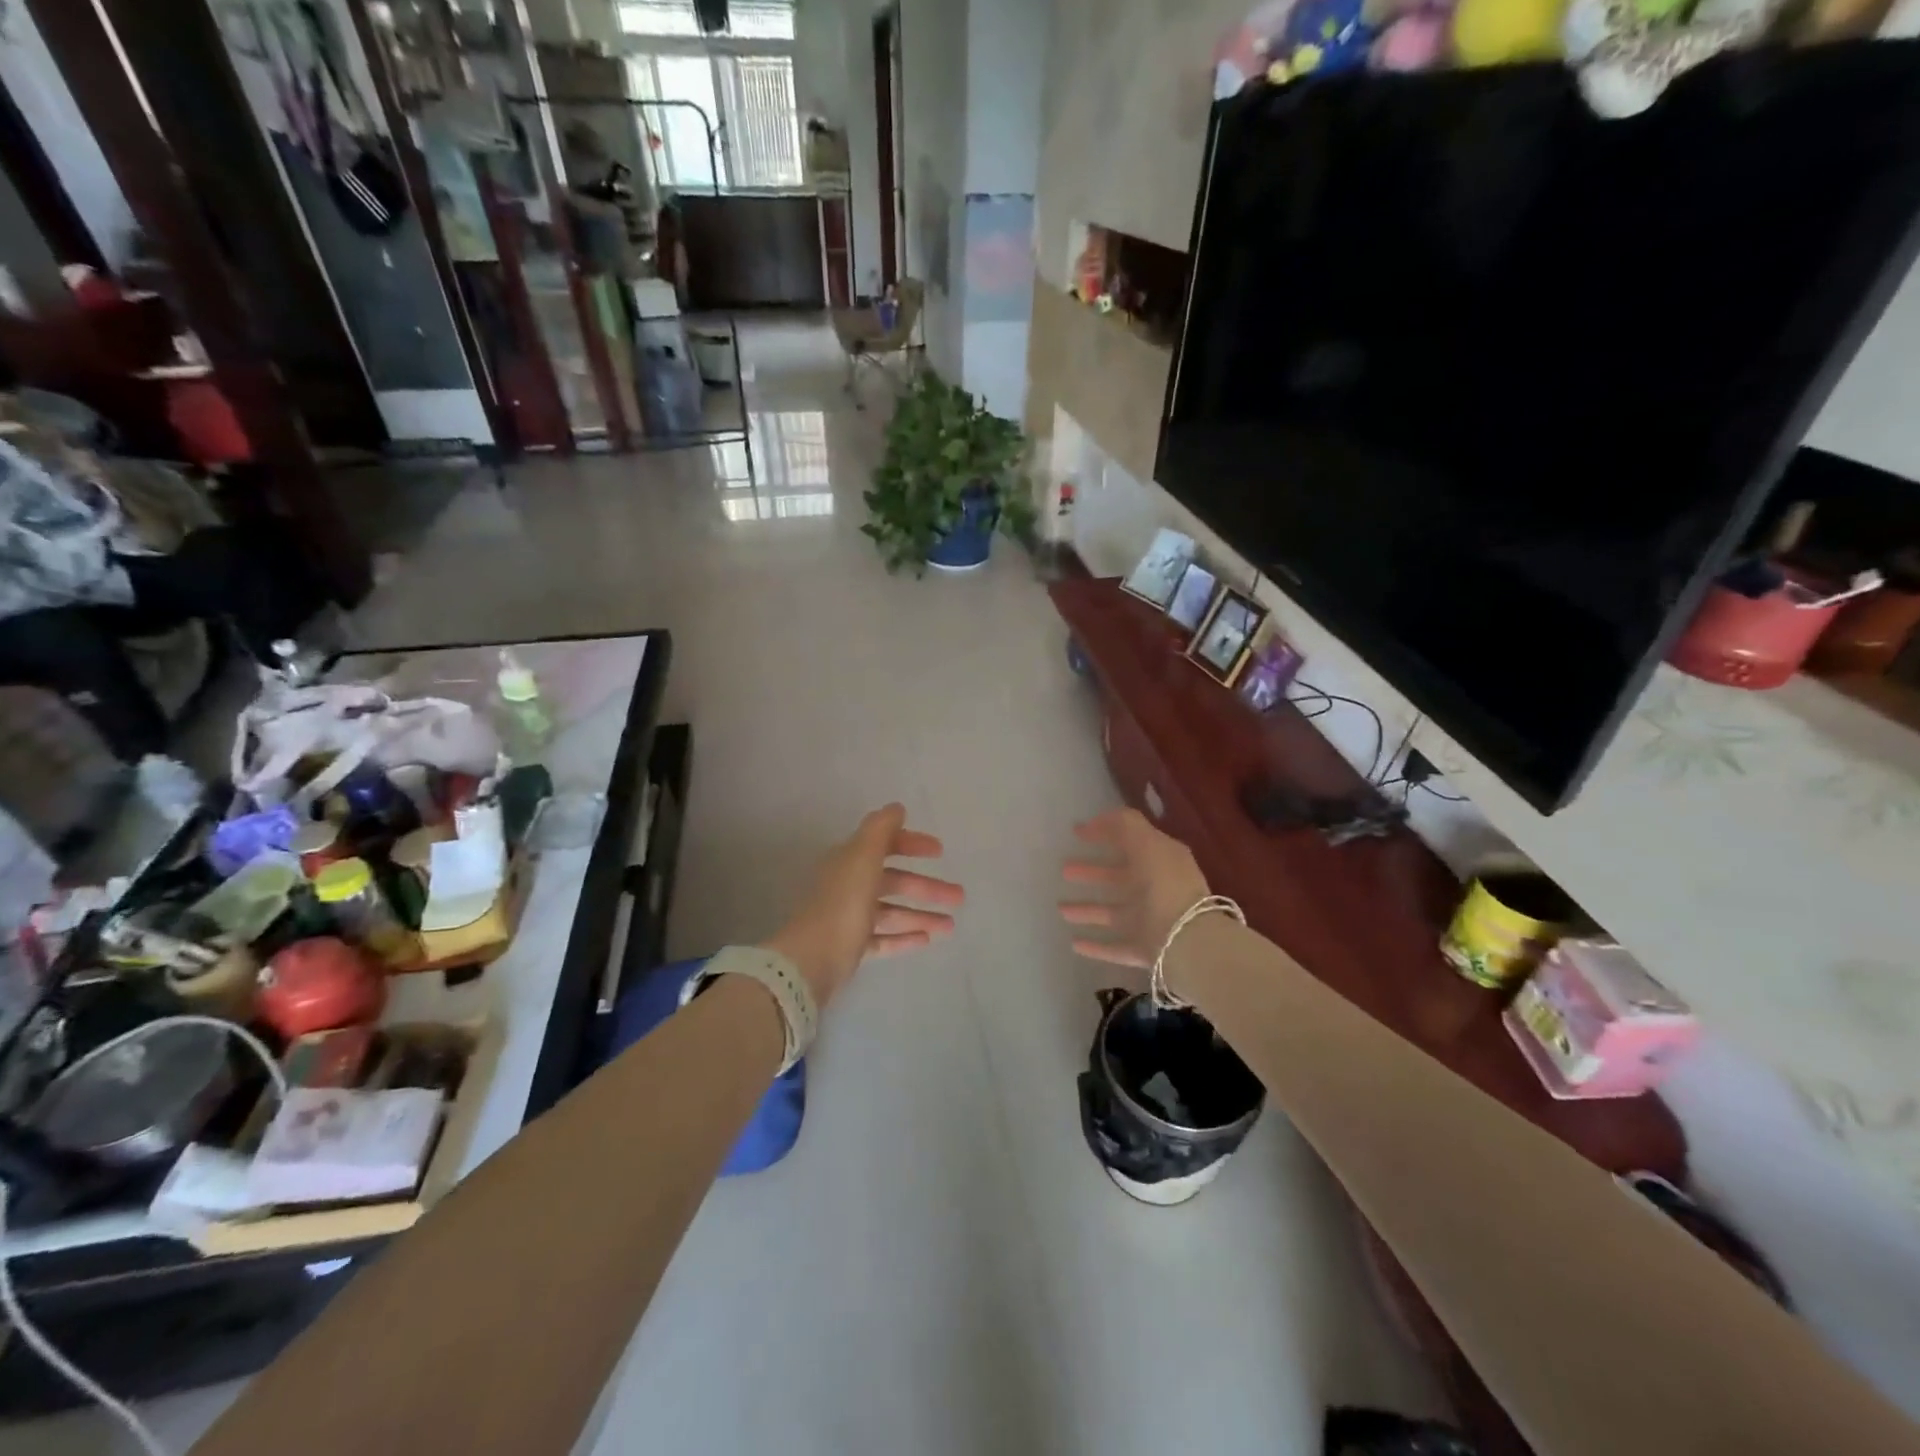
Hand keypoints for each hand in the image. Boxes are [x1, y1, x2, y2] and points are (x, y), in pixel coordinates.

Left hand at [762, 804, 962, 1007]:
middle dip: (927, 887)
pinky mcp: (851, 948)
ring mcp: (849, 918)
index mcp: (850, 861)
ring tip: (950, 926)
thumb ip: (881, 829)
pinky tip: (927, 940)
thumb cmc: (842, 903)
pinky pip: (883, 939)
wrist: (812, 959)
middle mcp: (849, 886)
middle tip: (959, 896)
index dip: (912, 844)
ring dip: (921, 915)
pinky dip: (904, 937)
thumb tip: (896, 807)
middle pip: (894, 882)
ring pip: (892, 912)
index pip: (884, 845)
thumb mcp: (863, 857)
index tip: (940, 851)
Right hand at [1059, 808, 1209, 966]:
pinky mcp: (1144, 951)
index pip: (1131, 841)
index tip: (1075, 832)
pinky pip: (1115, 947)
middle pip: (1119, 878)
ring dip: (1088, 909)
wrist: (1188, 942)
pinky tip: (1074, 943)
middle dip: (1092, 872)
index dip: (1105, 833)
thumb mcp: (1147, 844)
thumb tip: (1100, 818)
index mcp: (1163, 861)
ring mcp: (1151, 922)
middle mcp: (1157, 890)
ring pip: (1113, 913)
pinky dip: (1096, 946)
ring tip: (1061, 909)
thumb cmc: (1166, 887)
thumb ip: (1125, 826)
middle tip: (1064, 869)